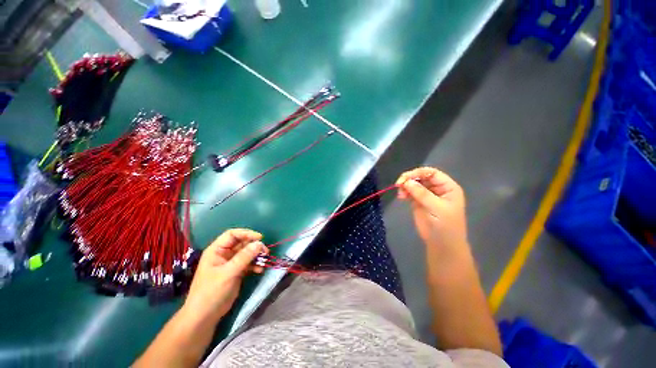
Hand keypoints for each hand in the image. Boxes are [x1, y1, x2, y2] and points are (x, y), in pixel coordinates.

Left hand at [182, 229, 267, 323]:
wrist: (205, 316)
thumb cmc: (212, 292)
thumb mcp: (228, 273)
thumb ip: (244, 257)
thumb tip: (260, 243)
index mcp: (217, 250)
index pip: (232, 234)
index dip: (246, 233)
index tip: (260, 237)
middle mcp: (224, 254)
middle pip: (242, 243)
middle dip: (254, 246)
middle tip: (265, 251)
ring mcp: (231, 263)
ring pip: (247, 253)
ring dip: (256, 256)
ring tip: (264, 260)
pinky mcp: (236, 272)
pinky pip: (248, 263)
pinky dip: (255, 265)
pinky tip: (260, 270)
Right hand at [396, 167, 467, 255]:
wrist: (441, 244)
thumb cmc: (445, 226)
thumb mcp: (437, 208)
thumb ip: (422, 194)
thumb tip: (407, 181)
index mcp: (447, 187)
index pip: (432, 173)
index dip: (418, 173)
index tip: (405, 178)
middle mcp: (437, 188)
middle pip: (421, 177)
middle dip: (409, 179)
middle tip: (399, 185)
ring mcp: (426, 195)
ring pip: (413, 184)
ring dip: (405, 186)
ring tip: (400, 195)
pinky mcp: (418, 202)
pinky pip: (409, 192)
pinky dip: (404, 192)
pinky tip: (401, 197)